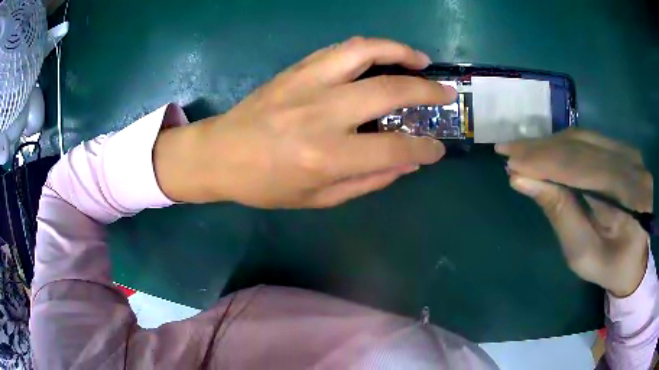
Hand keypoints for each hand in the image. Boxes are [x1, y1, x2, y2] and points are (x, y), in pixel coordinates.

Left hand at [154, 37, 455, 207]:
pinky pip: (341, 49)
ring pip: (365, 52)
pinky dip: (371, 48)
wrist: (220, 154)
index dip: (424, 149)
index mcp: (326, 156)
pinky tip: (384, 56)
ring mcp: (307, 84)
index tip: (438, 148)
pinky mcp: (297, 69)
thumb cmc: (266, 184)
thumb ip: (368, 180)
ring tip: (421, 61)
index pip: (394, 149)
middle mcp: (322, 113)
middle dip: (428, 91)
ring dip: (400, 52)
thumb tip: (408, 163)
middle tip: (446, 94)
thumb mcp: (318, 199)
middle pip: (390, 91)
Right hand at [496, 129, 652, 296]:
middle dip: (541, 148)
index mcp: (627, 196)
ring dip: (548, 144)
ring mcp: (626, 151)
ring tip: (520, 150)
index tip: (510, 163)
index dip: (545, 162)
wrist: (635, 257)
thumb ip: (559, 214)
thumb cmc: (610, 265)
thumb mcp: (582, 252)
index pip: (581, 168)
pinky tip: (544, 150)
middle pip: (580, 146)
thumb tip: (523, 180)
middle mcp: (629, 163)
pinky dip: (562, 144)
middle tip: (506, 150)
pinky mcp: (620, 149)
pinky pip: (587, 139)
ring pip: (581, 138)